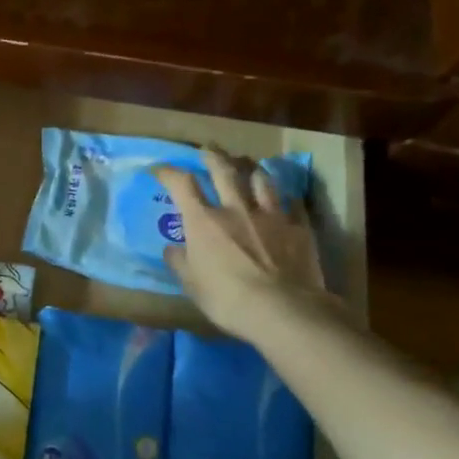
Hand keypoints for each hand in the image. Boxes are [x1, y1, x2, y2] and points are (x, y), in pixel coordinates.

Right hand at [158, 148, 328, 340]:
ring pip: (262, 180)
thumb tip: (172, 248)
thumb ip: (180, 262)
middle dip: (213, 156)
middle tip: (208, 148)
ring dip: (253, 169)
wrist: (283, 310)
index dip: (168, 172)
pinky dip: (287, 200)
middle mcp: (236, 209)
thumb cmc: (227, 299)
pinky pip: (293, 205)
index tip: (159, 169)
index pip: (181, 184)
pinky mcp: (299, 228)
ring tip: (250, 166)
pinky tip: (287, 200)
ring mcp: (270, 215)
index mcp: (204, 221)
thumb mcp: (192, 285)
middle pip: (224, 170)